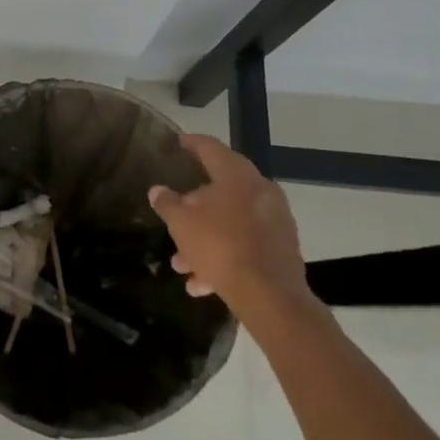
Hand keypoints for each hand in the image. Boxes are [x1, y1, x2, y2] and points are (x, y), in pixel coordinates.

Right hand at [150, 134, 316, 315]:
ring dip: (205, 240)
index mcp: (237, 175)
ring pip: (231, 223)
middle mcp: (260, 191)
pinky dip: (224, 257)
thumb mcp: (182, 223)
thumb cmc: (221, 246)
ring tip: (181, 264)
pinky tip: (201, 283)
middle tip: (175, 216)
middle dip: (194, 209)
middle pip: (221, 191)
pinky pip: (245, 246)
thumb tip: (157, 190)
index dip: (192, 144)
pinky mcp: (282, 250)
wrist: (271, 297)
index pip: (211, 148)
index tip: (179, 142)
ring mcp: (275, 221)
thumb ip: (167, 203)